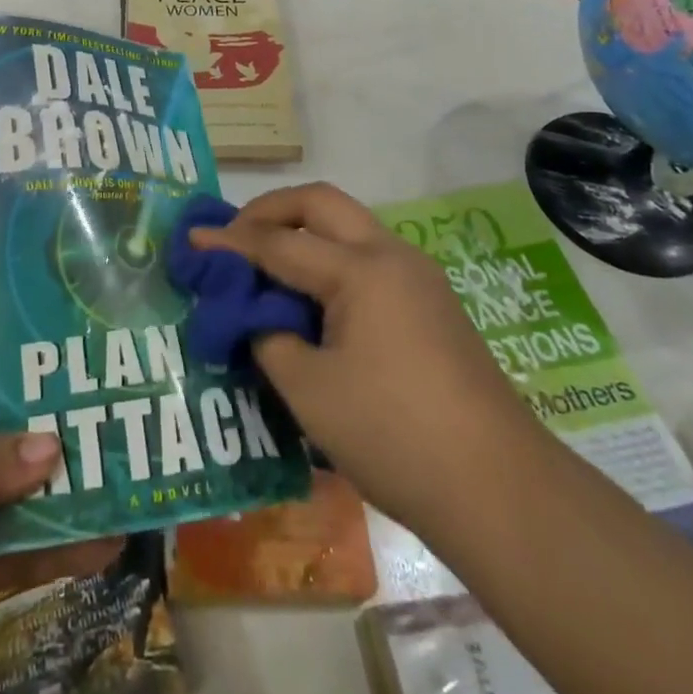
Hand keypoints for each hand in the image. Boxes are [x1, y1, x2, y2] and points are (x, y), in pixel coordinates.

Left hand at [0, 281, 119, 693]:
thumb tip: (56, 445)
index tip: (39, 264)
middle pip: (10, 405)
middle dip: (60, 390)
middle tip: (126, 370)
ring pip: (26, 478)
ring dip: (73, 472)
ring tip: (135, 456)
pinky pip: (25, 546)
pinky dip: (64, 545)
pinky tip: (110, 537)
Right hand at [191, 183, 533, 526]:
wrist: (500, 490)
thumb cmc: (395, 435)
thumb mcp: (310, 391)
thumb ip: (269, 338)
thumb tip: (255, 317)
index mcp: (361, 270)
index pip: (280, 242)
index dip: (230, 242)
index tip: (192, 240)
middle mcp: (392, 255)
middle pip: (321, 202)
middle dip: (271, 209)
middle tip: (235, 236)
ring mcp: (419, 276)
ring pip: (349, 225)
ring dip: (304, 230)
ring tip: (268, 263)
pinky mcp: (432, 303)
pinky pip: (369, 257)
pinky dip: (331, 258)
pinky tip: (314, 297)